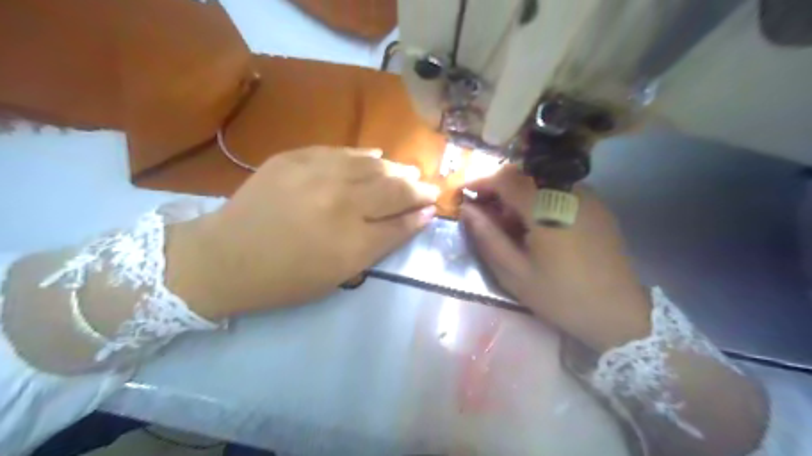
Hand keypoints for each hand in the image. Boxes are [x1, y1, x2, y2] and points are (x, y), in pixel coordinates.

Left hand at [167, 146, 441, 317]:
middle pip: (393, 188)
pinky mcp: (294, 158)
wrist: (224, 257)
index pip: (401, 220)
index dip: (421, 211)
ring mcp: (316, 175)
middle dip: (417, 187)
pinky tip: (376, 156)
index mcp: (351, 241)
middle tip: (429, 187)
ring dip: (396, 169)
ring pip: (371, 165)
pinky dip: (364, 155)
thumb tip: (417, 218)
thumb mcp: (341, 273)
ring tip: (409, 171)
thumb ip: (382, 243)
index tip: (434, 206)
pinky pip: (340, 151)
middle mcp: (340, 203)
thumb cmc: (286, 278)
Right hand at [463, 166, 651, 350]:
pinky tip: (536, 225)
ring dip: (518, 193)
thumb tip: (467, 210)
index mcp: (546, 209)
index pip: (505, 179)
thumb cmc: (561, 296)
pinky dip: (539, 198)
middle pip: (524, 173)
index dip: (480, 182)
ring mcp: (587, 197)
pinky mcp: (597, 206)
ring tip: (509, 222)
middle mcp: (568, 192)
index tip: (463, 195)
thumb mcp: (515, 273)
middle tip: (485, 212)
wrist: (619, 313)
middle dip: (498, 187)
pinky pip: (559, 190)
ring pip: (541, 180)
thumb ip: (488, 237)